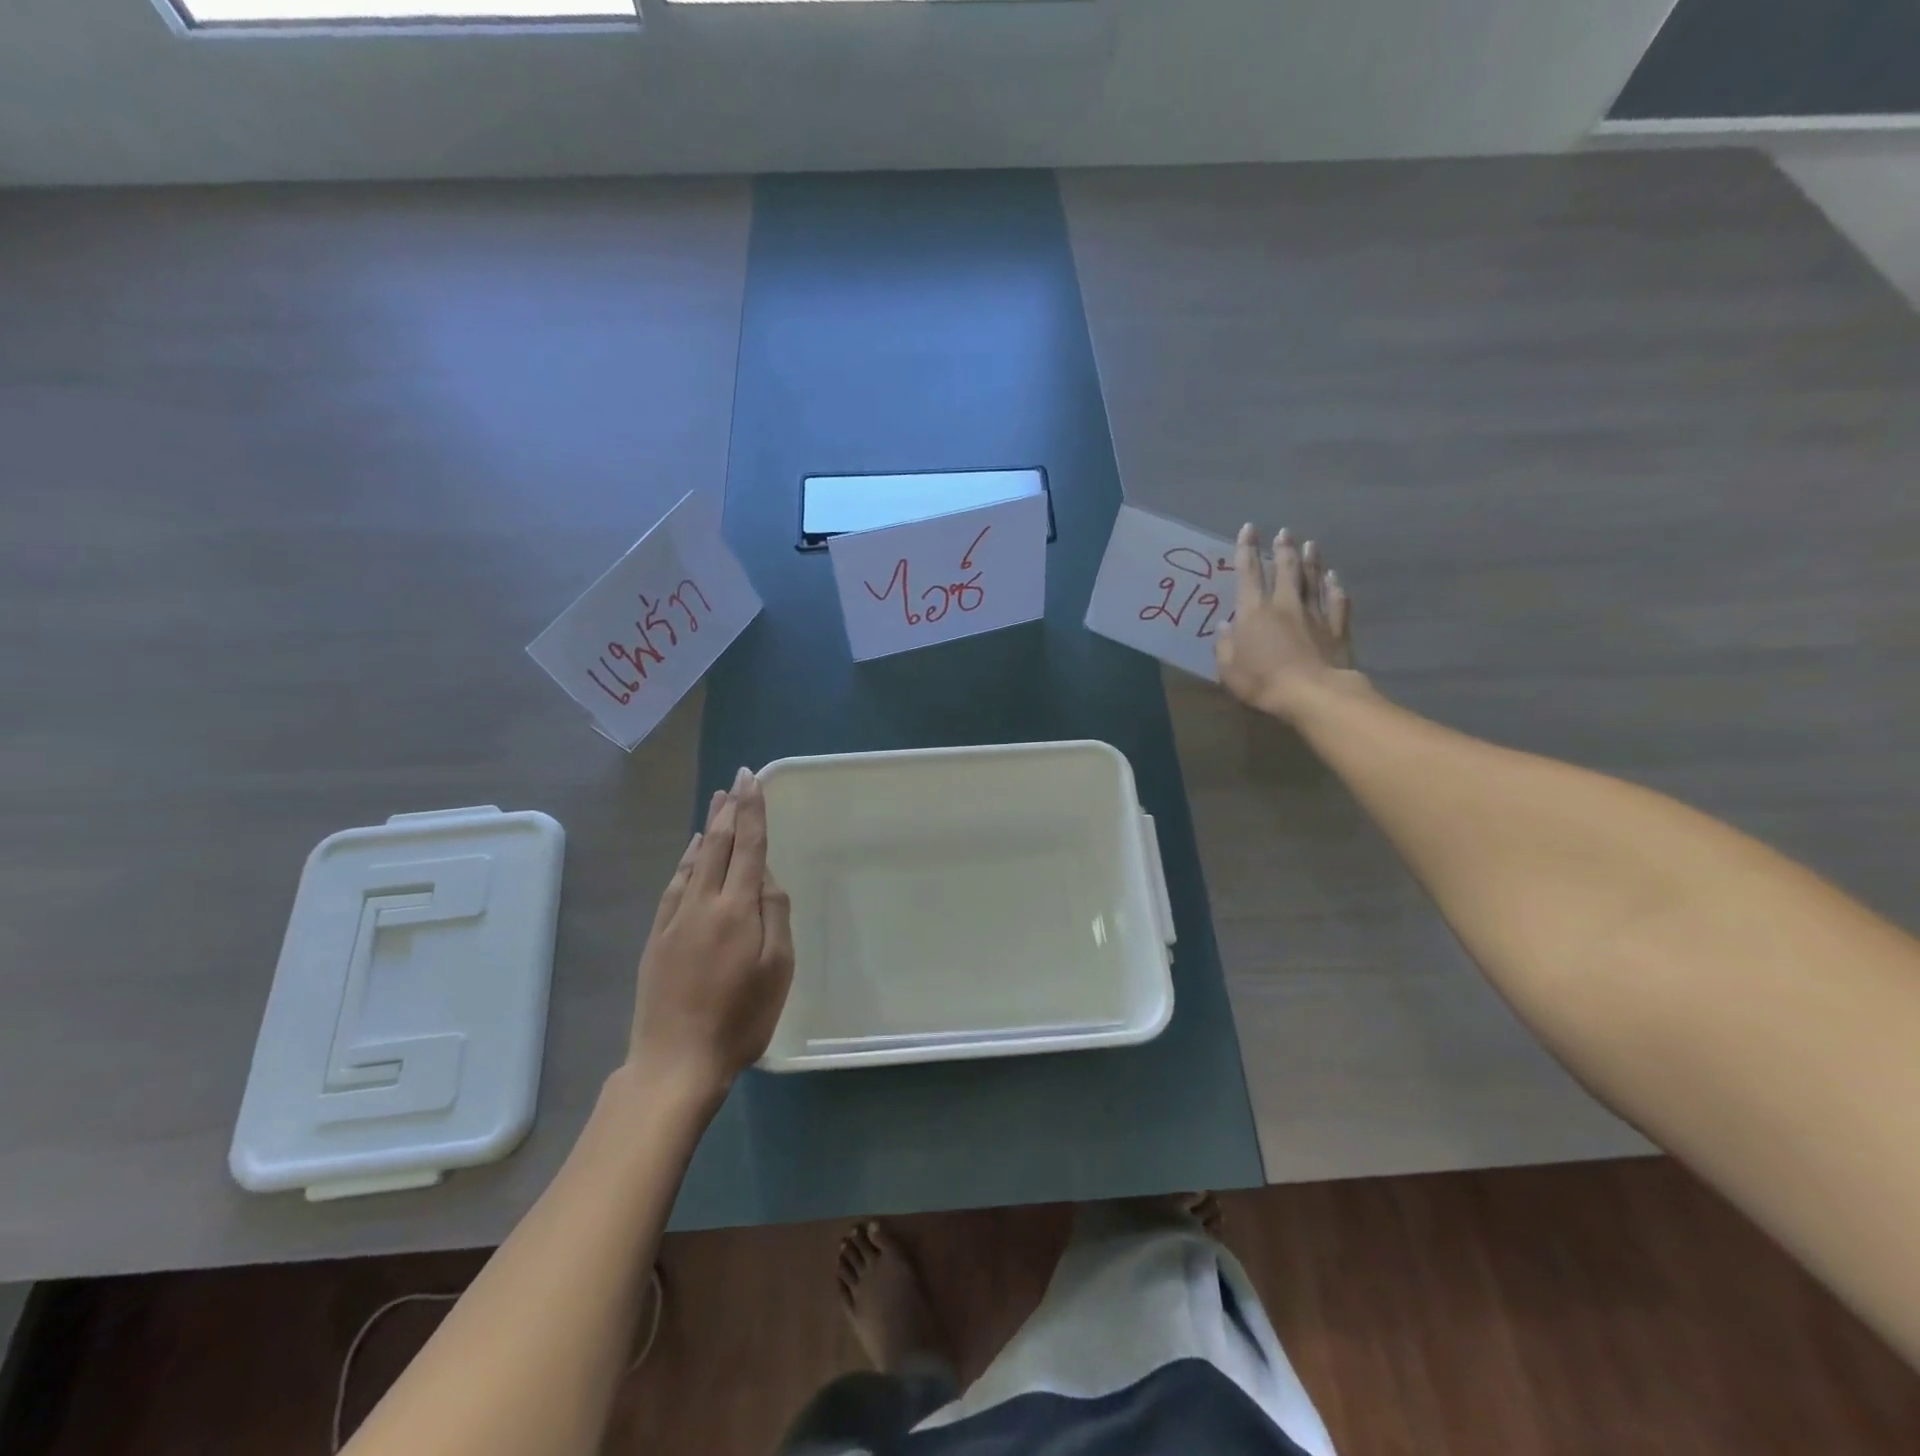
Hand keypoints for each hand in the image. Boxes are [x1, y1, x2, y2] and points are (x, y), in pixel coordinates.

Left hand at [628, 767, 793, 1098]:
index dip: (751, 811)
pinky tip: (690, 854)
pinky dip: (685, 861)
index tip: (751, 780)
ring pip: (693, 862)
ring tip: (716, 805)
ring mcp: (675, 920)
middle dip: (729, 810)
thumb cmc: (740, 1018)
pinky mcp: (658, 938)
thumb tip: (766, 876)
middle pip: (717, 846)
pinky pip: (674, 885)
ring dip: (708, 829)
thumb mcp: (777, 968)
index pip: (747, 847)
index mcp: (736, 909)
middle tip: (734, 781)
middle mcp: (703, 904)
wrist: (675, 1062)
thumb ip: (774, 914)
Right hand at [1215, 524, 1358, 721]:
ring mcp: (1314, 614)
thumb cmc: (1262, 681)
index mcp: (1254, 612)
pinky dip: (1335, 588)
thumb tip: (1225, 625)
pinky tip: (1335, 579)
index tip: (1248, 529)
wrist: (1313, 694)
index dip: (1246, 550)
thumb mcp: (1228, 669)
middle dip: (1283, 549)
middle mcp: (1285, 605)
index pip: (1248, 573)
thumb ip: (1225, 645)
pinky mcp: (1337, 629)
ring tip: (1311, 545)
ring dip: (1311, 561)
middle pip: (1285, 570)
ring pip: (1313, 580)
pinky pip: (1337, 602)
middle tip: (1285, 533)